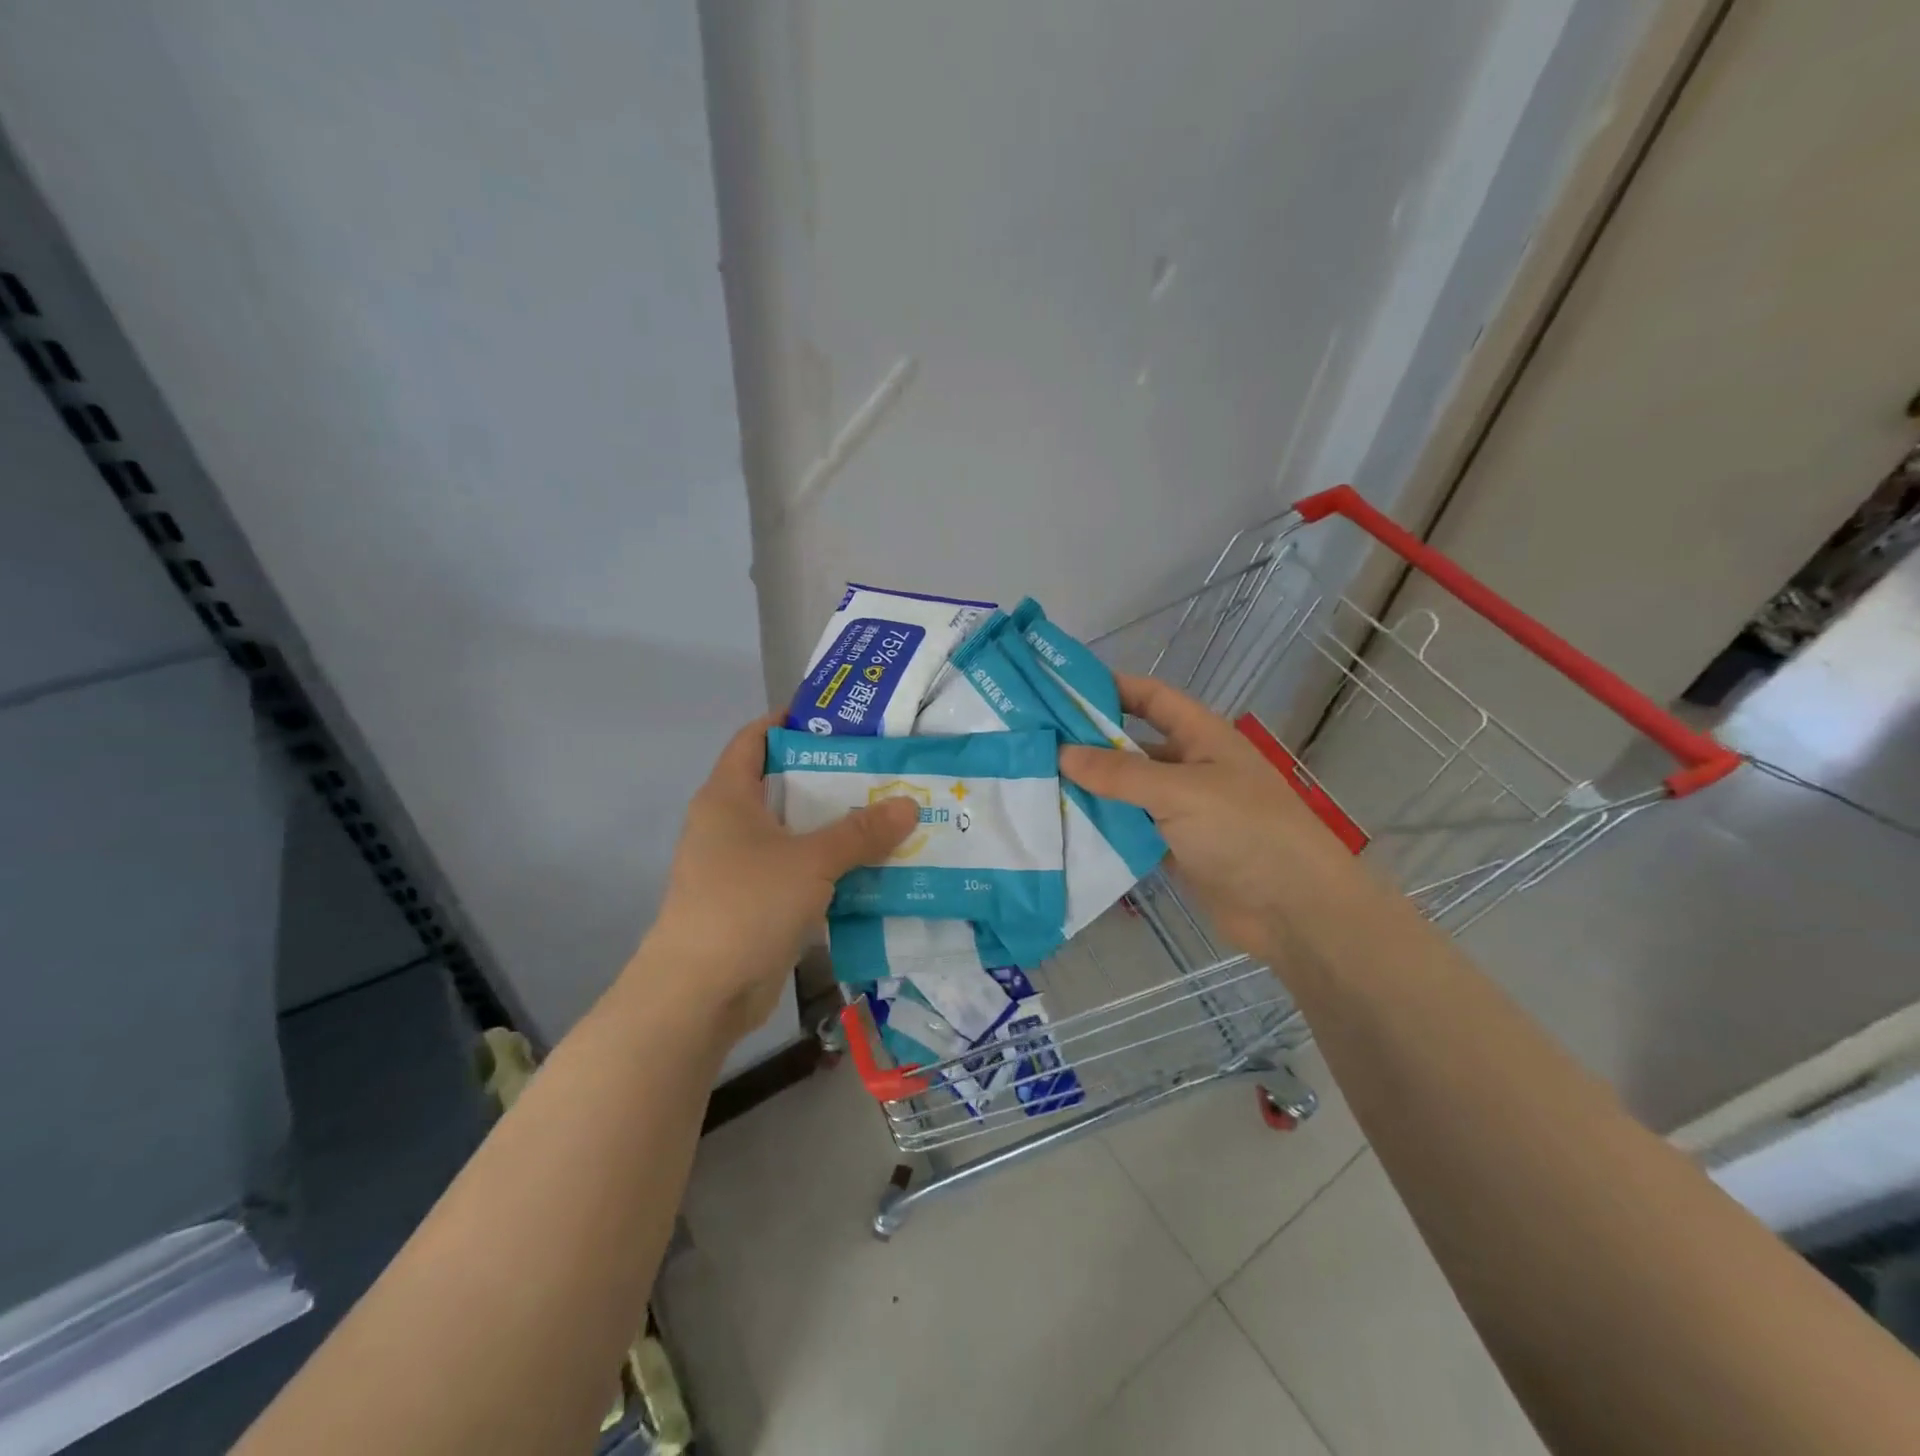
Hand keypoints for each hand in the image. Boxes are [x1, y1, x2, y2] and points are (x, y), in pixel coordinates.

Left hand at [636, 716, 918, 1042]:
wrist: (700, 994)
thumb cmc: (747, 904)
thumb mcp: (811, 860)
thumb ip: (861, 832)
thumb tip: (909, 804)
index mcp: (728, 797)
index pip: (755, 739)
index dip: (791, 721)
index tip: (842, 719)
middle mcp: (730, 824)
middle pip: (784, 785)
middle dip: (832, 777)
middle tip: (884, 768)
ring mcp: (741, 866)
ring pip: (796, 832)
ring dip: (837, 827)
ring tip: (890, 814)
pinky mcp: (755, 903)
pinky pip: (799, 871)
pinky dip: (831, 867)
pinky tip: (873, 867)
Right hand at [1059, 675, 1372, 966]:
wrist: (1294, 910)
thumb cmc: (1245, 832)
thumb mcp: (1181, 792)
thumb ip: (1120, 773)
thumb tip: (1061, 752)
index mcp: (1201, 736)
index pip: (1150, 697)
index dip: (1109, 687)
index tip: (1058, 689)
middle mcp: (1190, 766)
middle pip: (1132, 744)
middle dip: (1088, 742)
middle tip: (1034, 743)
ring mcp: (1183, 809)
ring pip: (1127, 790)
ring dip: (1091, 788)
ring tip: (1036, 784)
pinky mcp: (1175, 848)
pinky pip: (1131, 828)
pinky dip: (1104, 827)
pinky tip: (1064, 827)